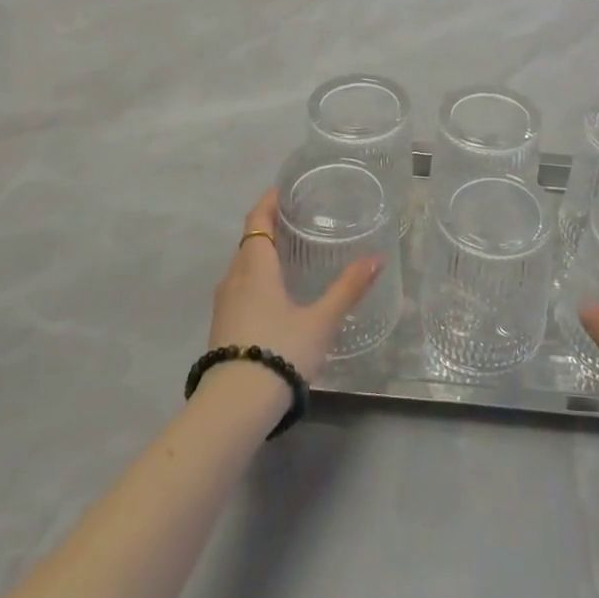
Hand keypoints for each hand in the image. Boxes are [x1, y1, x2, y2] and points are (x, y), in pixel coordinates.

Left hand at [209, 190, 383, 382]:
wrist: (234, 407)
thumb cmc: (280, 350)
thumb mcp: (321, 320)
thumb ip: (348, 288)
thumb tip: (376, 258)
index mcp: (255, 267)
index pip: (257, 220)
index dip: (269, 202)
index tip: (285, 190)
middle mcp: (234, 278)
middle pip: (249, 242)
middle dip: (269, 227)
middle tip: (298, 220)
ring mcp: (224, 304)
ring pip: (242, 267)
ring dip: (261, 255)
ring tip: (290, 254)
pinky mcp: (221, 327)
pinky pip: (239, 288)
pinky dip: (256, 278)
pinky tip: (275, 294)